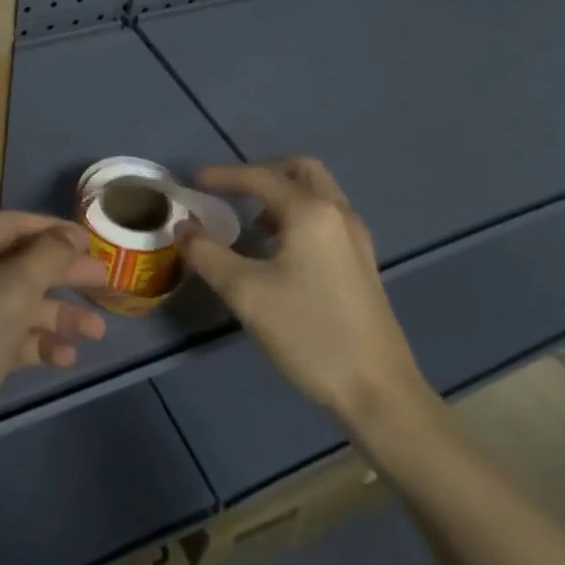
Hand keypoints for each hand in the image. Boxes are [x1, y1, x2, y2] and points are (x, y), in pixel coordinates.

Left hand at [0, 212, 109, 483]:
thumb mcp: (13, 290)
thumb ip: (47, 256)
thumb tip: (70, 234)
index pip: (15, 223)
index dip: (57, 231)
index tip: (96, 244)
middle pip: (19, 263)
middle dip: (63, 275)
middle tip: (107, 283)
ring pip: (15, 302)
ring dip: (56, 313)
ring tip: (97, 332)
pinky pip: (5, 334)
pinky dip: (34, 341)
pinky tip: (65, 358)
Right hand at [177, 159, 432, 437]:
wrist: (379, 393)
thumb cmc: (310, 334)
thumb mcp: (246, 293)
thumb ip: (208, 254)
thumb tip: (185, 229)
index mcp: (311, 212)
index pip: (260, 178)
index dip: (223, 176)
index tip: (193, 182)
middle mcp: (338, 215)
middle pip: (301, 171)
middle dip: (263, 173)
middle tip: (232, 191)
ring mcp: (357, 240)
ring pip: (319, 194)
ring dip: (283, 195)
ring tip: (252, 223)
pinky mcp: (363, 265)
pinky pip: (327, 219)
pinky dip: (300, 217)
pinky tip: (281, 252)